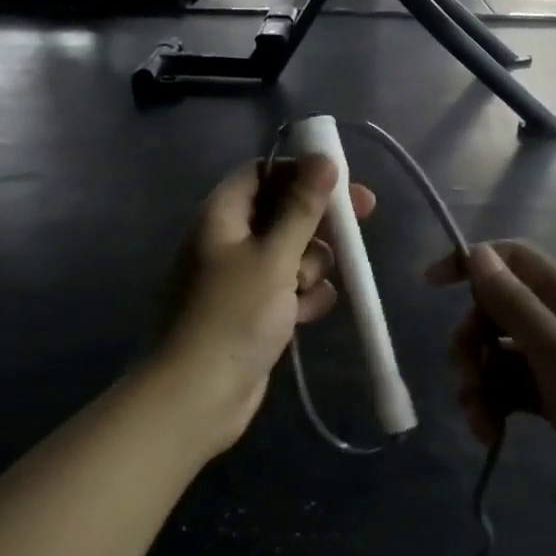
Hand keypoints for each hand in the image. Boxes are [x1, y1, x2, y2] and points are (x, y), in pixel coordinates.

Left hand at [158, 157, 375, 445]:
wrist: (197, 396)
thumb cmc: (232, 316)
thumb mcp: (273, 256)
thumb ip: (301, 208)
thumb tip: (323, 159)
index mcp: (222, 215)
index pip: (263, 172)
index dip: (302, 171)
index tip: (343, 180)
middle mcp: (229, 239)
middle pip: (284, 212)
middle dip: (318, 223)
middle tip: (359, 224)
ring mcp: (242, 277)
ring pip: (293, 252)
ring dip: (310, 266)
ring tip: (302, 290)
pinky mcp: (255, 310)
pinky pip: (290, 288)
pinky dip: (302, 297)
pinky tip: (304, 315)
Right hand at [427, 242, 555, 553]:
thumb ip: (517, 305)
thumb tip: (479, 253)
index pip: (513, 260)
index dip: (470, 264)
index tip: (430, 286)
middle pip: (497, 311)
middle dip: (470, 343)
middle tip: (467, 383)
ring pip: (499, 354)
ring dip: (479, 383)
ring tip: (481, 424)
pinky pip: (512, 388)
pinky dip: (496, 406)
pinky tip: (491, 436)